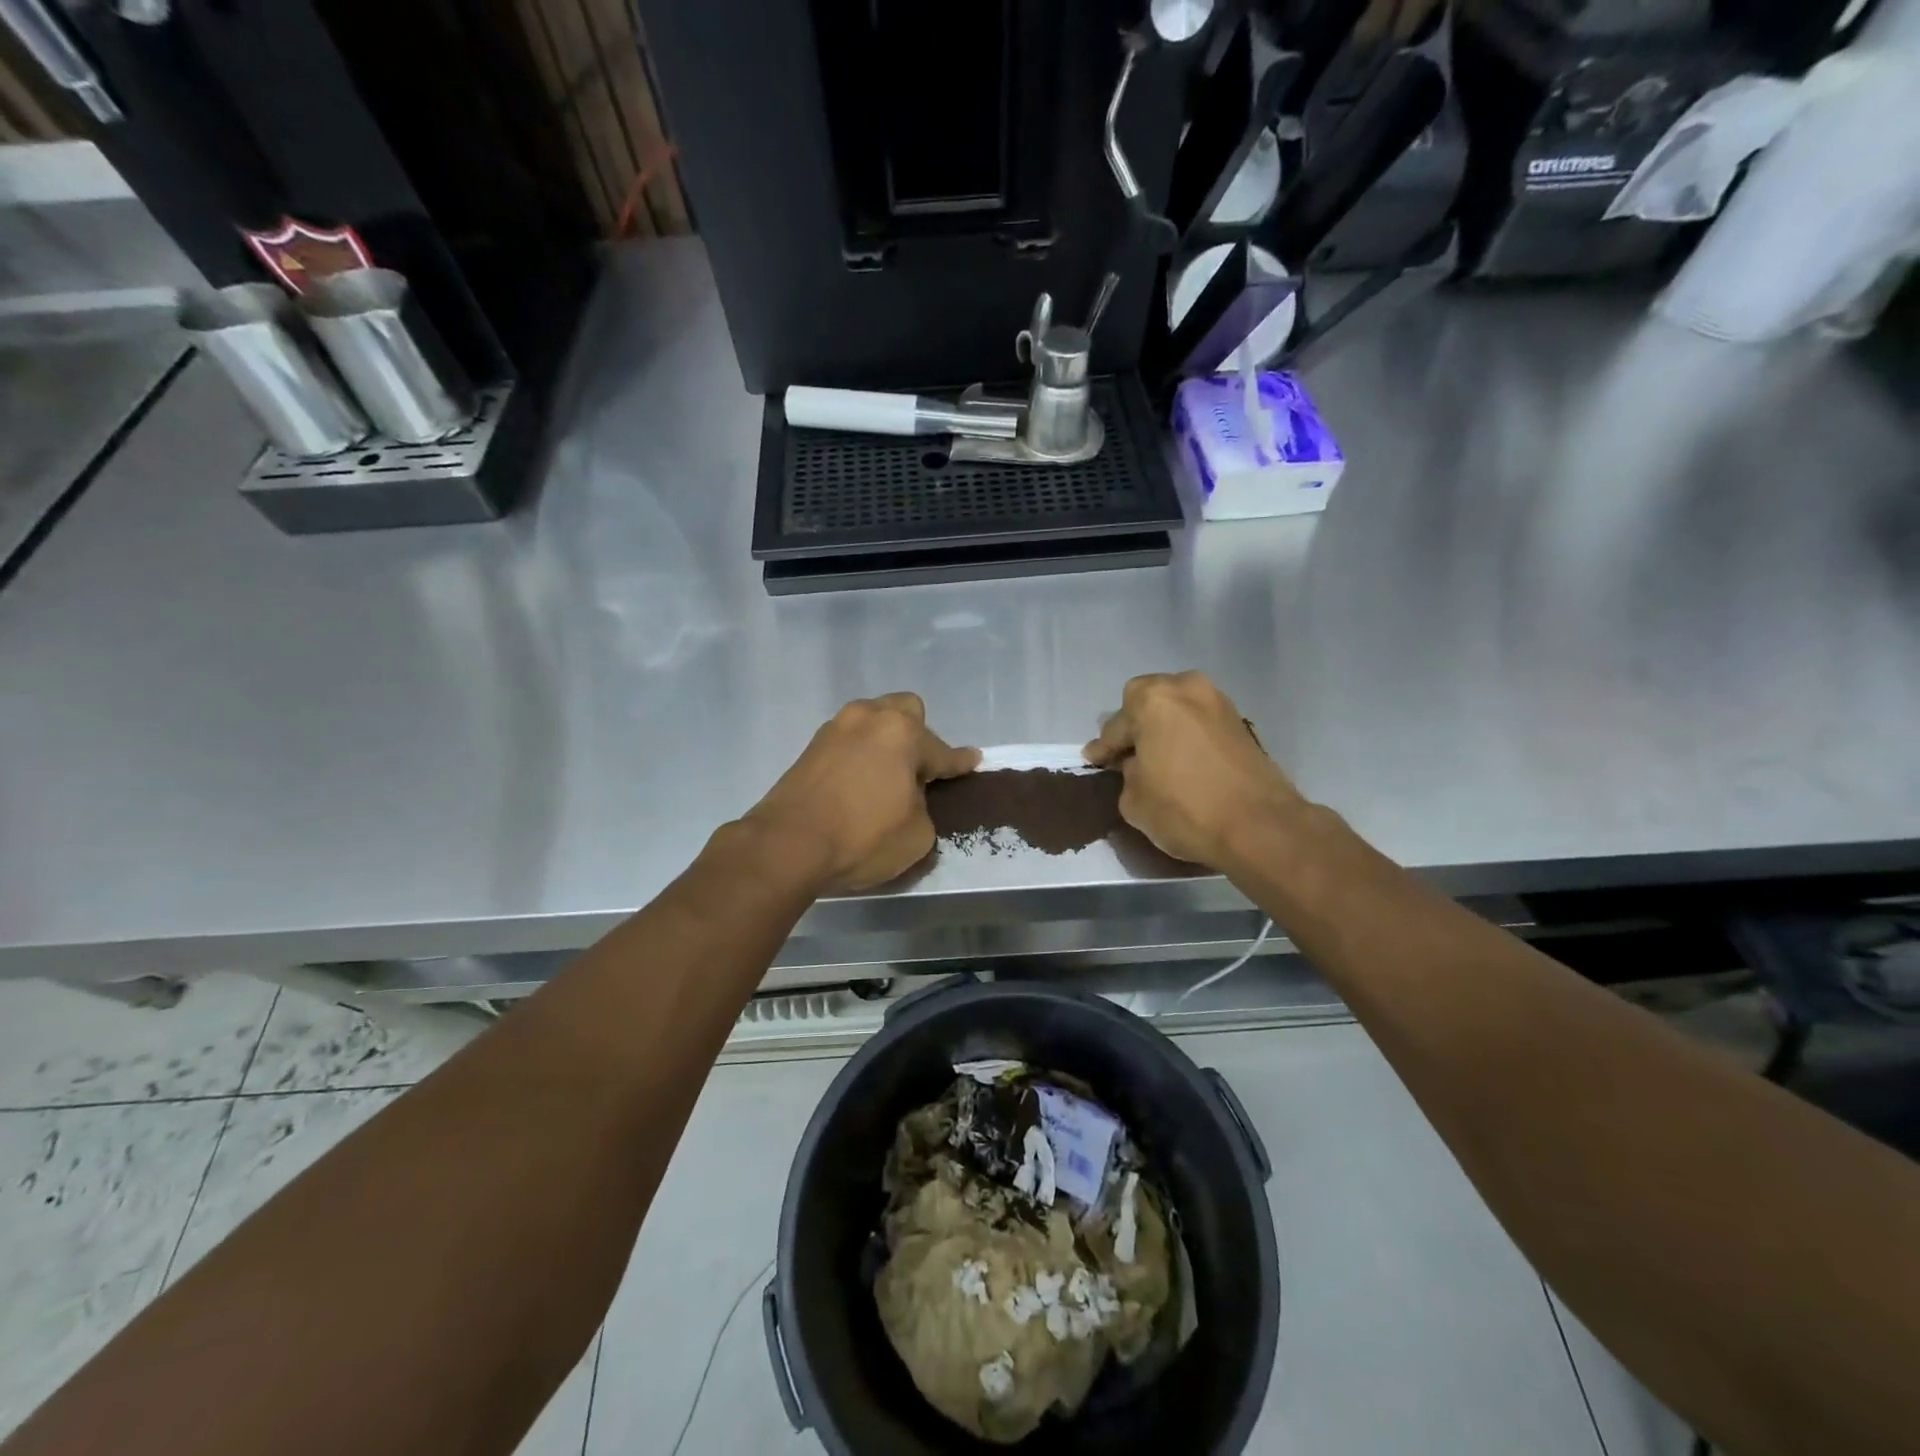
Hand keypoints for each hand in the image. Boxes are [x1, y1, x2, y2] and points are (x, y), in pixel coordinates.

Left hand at [745, 693, 978, 893]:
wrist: (787, 845)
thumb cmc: (863, 837)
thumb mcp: (917, 835)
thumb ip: (924, 808)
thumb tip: (909, 800)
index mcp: (901, 732)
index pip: (941, 750)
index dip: (959, 762)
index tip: (973, 760)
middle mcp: (868, 718)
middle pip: (904, 711)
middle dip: (918, 736)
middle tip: (919, 770)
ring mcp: (835, 729)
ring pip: (872, 722)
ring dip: (884, 743)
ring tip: (887, 776)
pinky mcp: (810, 748)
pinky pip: (849, 742)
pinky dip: (860, 756)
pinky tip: (860, 782)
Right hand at [1084, 671, 1305, 868]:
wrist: (1260, 826)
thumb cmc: (1185, 808)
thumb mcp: (1134, 799)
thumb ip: (1127, 773)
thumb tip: (1137, 766)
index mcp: (1152, 700)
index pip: (1115, 726)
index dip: (1103, 748)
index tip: (1094, 760)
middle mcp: (1185, 688)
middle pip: (1148, 704)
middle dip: (1135, 727)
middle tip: (1125, 755)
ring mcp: (1218, 702)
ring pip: (1177, 711)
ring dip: (1163, 730)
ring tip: (1155, 758)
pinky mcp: (1240, 722)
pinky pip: (1199, 724)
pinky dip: (1187, 738)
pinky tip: (1181, 761)